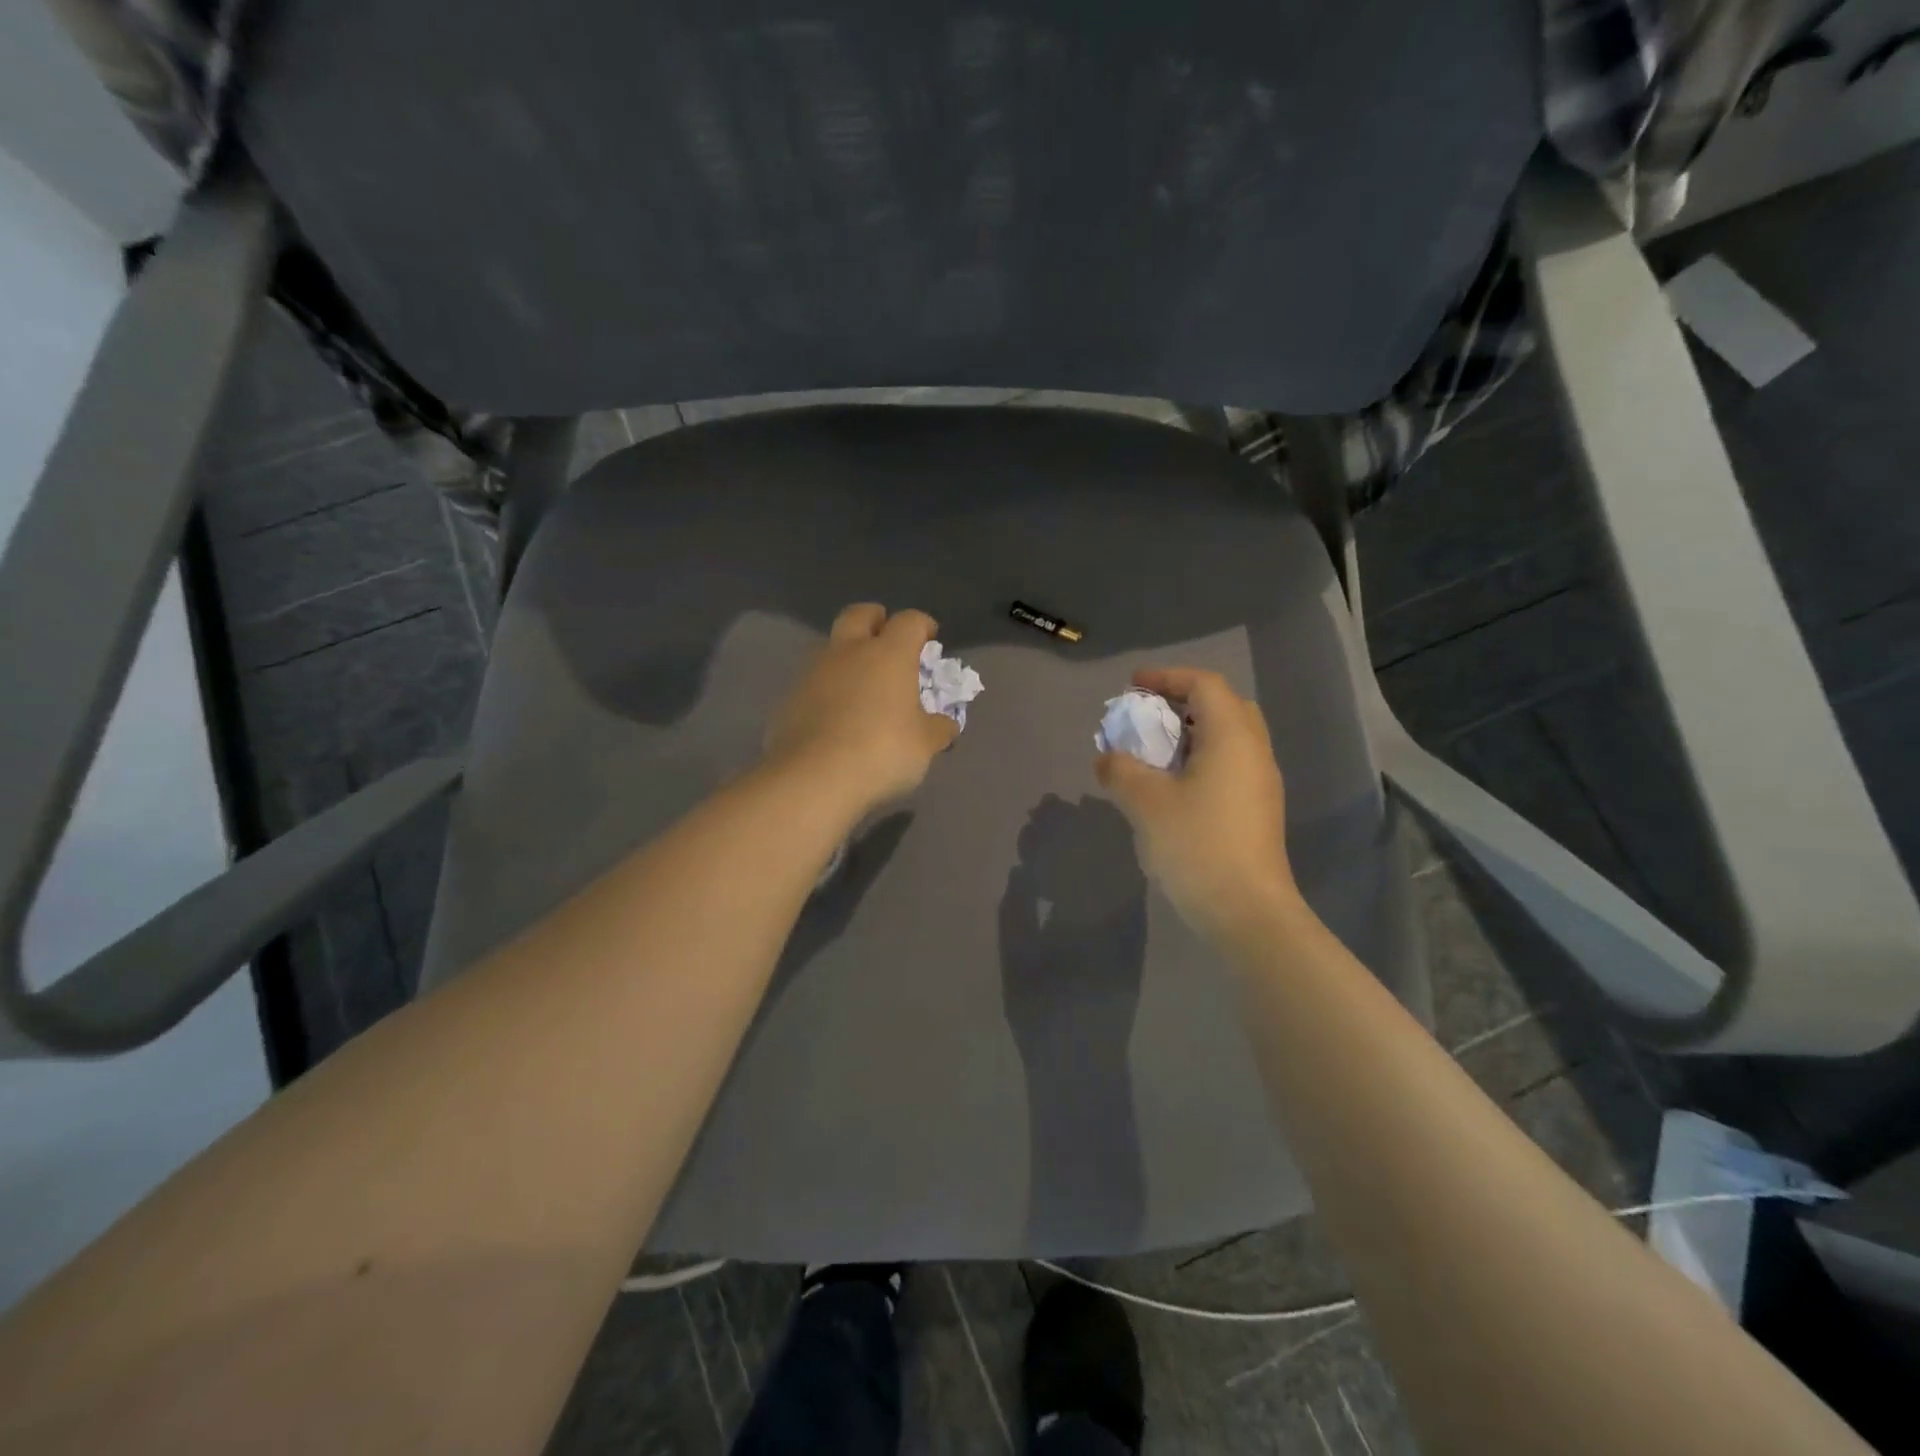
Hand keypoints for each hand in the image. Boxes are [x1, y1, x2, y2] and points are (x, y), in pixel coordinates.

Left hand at [764, 603, 959, 818]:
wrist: (813, 777)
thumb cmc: (882, 751)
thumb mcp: (924, 745)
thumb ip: (937, 729)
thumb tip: (946, 725)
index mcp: (889, 654)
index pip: (909, 621)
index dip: (922, 625)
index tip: (930, 638)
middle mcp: (849, 651)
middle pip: (859, 614)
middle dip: (875, 619)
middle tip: (887, 638)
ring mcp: (813, 672)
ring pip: (830, 646)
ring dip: (846, 654)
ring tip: (859, 681)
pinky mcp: (789, 698)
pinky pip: (812, 681)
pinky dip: (826, 688)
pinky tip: (834, 713)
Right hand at [1094, 667, 1299, 944]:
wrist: (1247, 912)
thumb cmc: (1197, 845)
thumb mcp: (1145, 802)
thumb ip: (1120, 771)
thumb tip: (1106, 759)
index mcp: (1232, 737)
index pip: (1204, 684)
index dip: (1167, 677)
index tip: (1133, 687)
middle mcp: (1254, 751)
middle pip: (1223, 706)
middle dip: (1183, 701)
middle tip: (1148, 715)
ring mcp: (1261, 783)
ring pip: (1228, 738)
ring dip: (1191, 733)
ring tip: (1153, 750)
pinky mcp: (1258, 810)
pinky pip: (1229, 765)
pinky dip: (1200, 759)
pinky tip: (1172, 786)